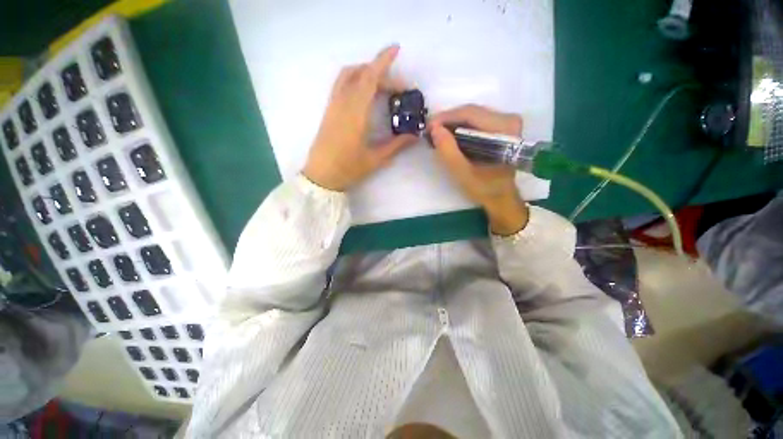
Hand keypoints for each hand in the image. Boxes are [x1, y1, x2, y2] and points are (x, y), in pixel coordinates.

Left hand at [302, 45, 417, 191]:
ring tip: (381, 85)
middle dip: (381, 74)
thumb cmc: (348, 169)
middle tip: (398, 90)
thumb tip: (414, 135)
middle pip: (361, 75)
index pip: (370, 79)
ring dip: (365, 73)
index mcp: (356, 113)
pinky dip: (355, 80)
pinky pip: (341, 85)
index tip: (395, 49)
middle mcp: (343, 103)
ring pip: (348, 76)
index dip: (383, 62)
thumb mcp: (376, 159)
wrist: (321, 176)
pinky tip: (364, 94)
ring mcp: (333, 105)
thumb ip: (396, 145)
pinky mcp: (329, 110)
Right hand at [429, 105, 528, 235]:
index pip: (471, 114)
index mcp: (504, 129)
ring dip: (452, 124)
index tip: (428, 126)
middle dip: (447, 121)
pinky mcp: (501, 127)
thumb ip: (448, 151)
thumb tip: (434, 129)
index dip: (446, 118)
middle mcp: (508, 120)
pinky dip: (460, 128)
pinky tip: (448, 136)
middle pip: (471, 112)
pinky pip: (475, 121)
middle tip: (430, 131)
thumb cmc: (484, 188)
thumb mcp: (463, 173)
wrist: (501, 197)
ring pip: (472, 115)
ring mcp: (506, 122)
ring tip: (436, 134)